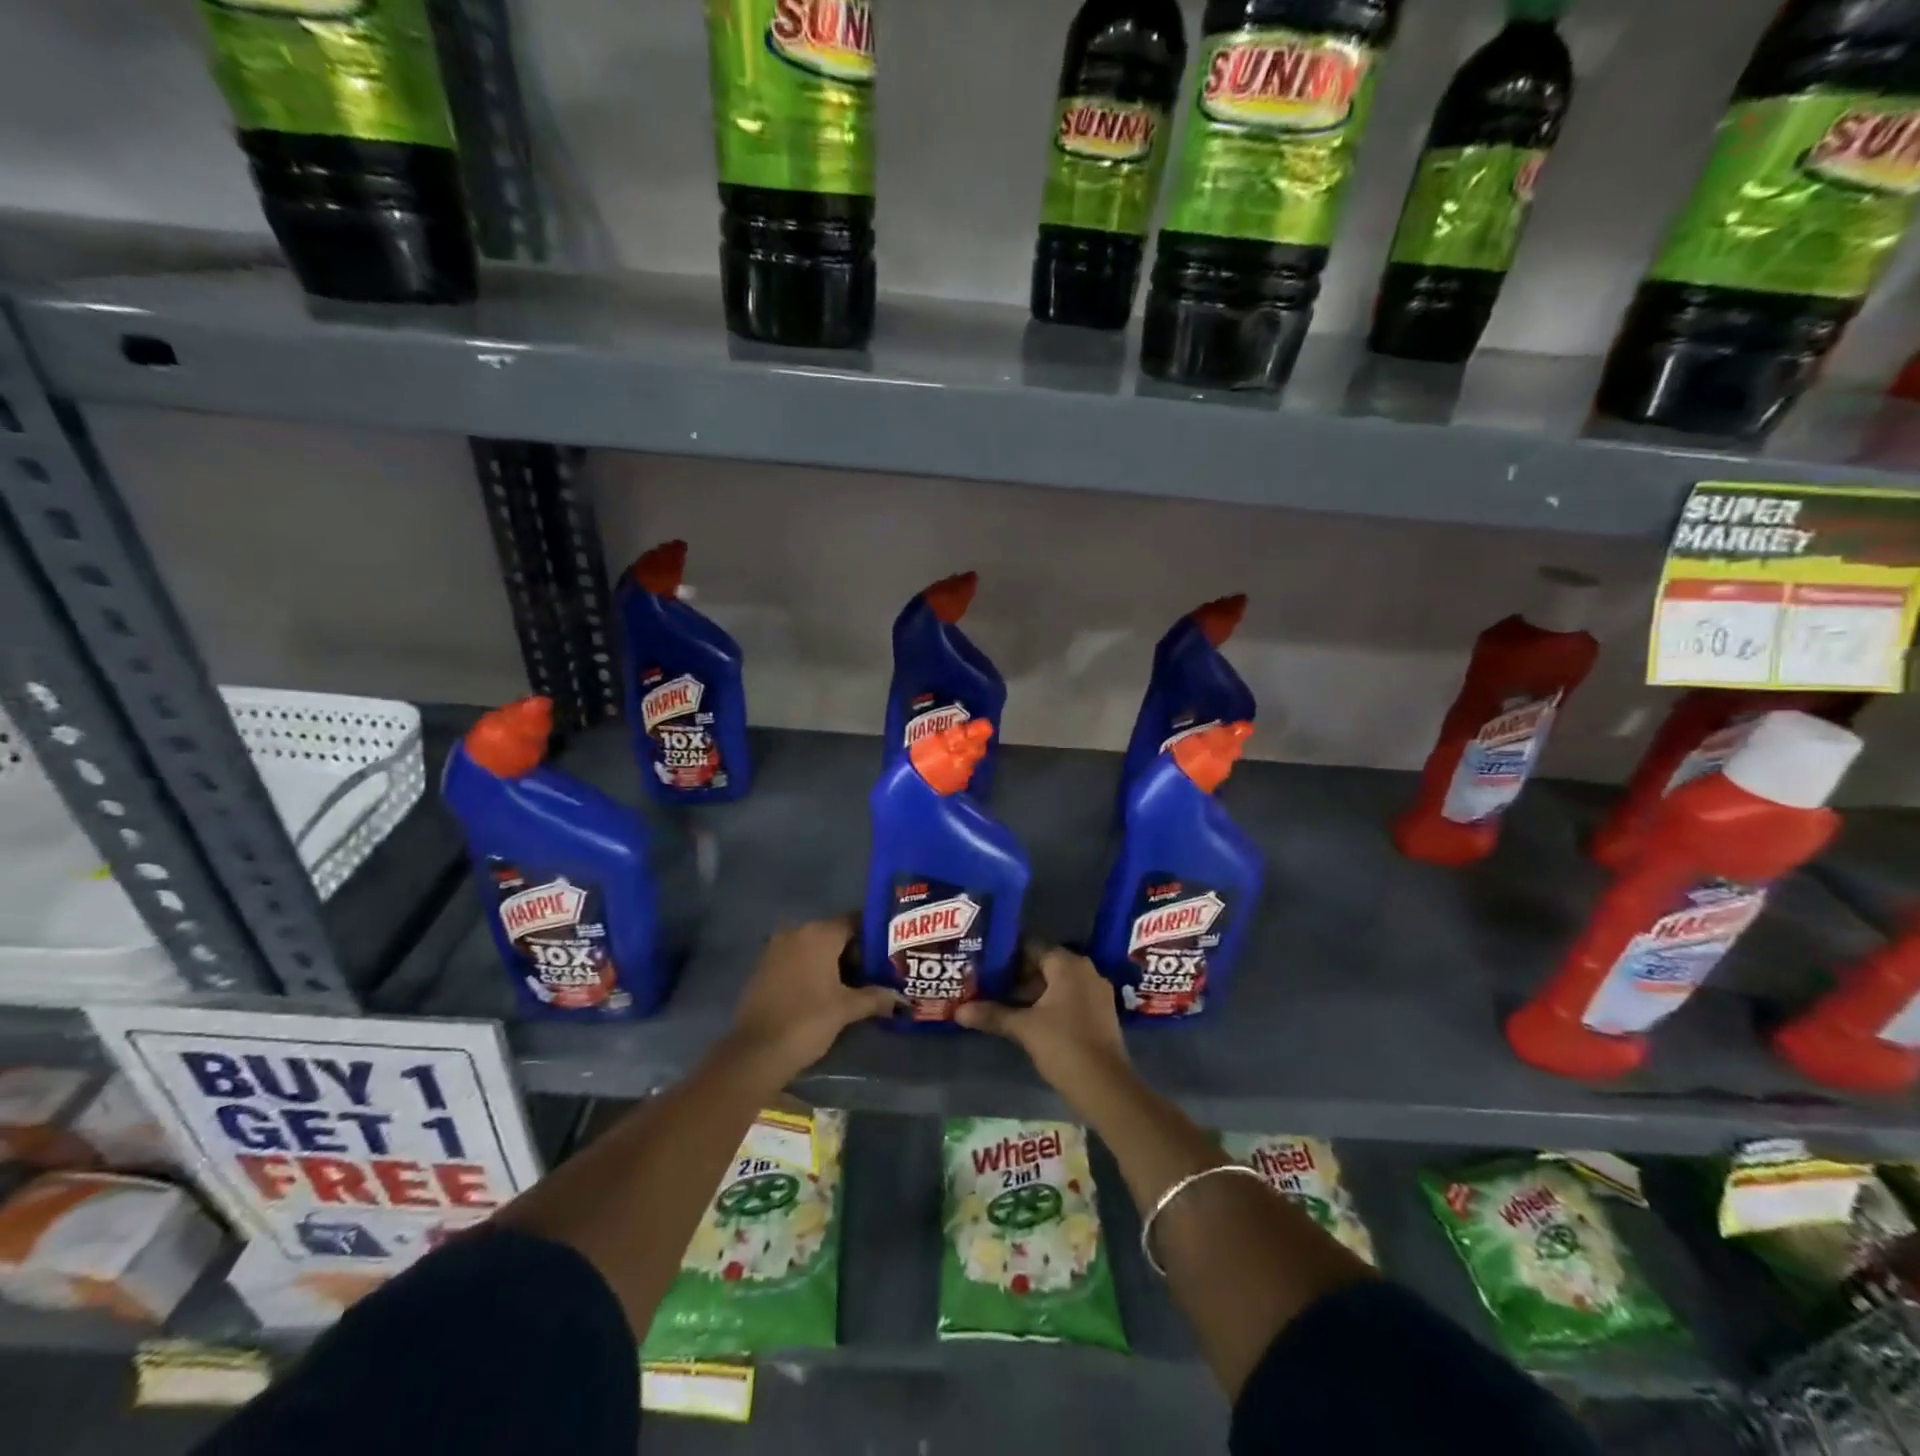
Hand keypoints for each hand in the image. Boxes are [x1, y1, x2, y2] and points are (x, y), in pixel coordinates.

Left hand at [727, 917, 901, 1086]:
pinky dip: (811, 971)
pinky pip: (795, 961)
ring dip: (832, 963)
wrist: (756, 1052)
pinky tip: (824, 993)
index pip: (854, 922)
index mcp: (819, 934)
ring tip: (854, 986)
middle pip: (833, 934)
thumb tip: (902, 1000)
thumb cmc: (807, 1020)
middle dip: (854, 953)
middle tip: (876, 974)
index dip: (874, 937)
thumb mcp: (847, 1008)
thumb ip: (876, 998)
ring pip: (813, 948)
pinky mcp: (762, 969)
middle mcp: (796, 933)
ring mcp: (775, 949)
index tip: (889, 954)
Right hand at [957, 946, 1130, 1102]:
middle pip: (1044, 965)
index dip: (1007, 955)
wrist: (1106, 1087)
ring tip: (1002, 1002)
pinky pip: (1069, 998)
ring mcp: (1096, 992)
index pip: (1032, 947)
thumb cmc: (1063, 1045)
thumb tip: (959, 1011)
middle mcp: (1085, 971)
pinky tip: (1027, 1018)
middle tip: (988, 984)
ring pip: (1057, 983)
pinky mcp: (1100, 1013)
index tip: (984, 964)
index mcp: (1068, 964)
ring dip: (1032, 992)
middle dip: (1017, 975)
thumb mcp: (1024, 1028)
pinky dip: (1049, 1004)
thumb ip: (993, 1015)